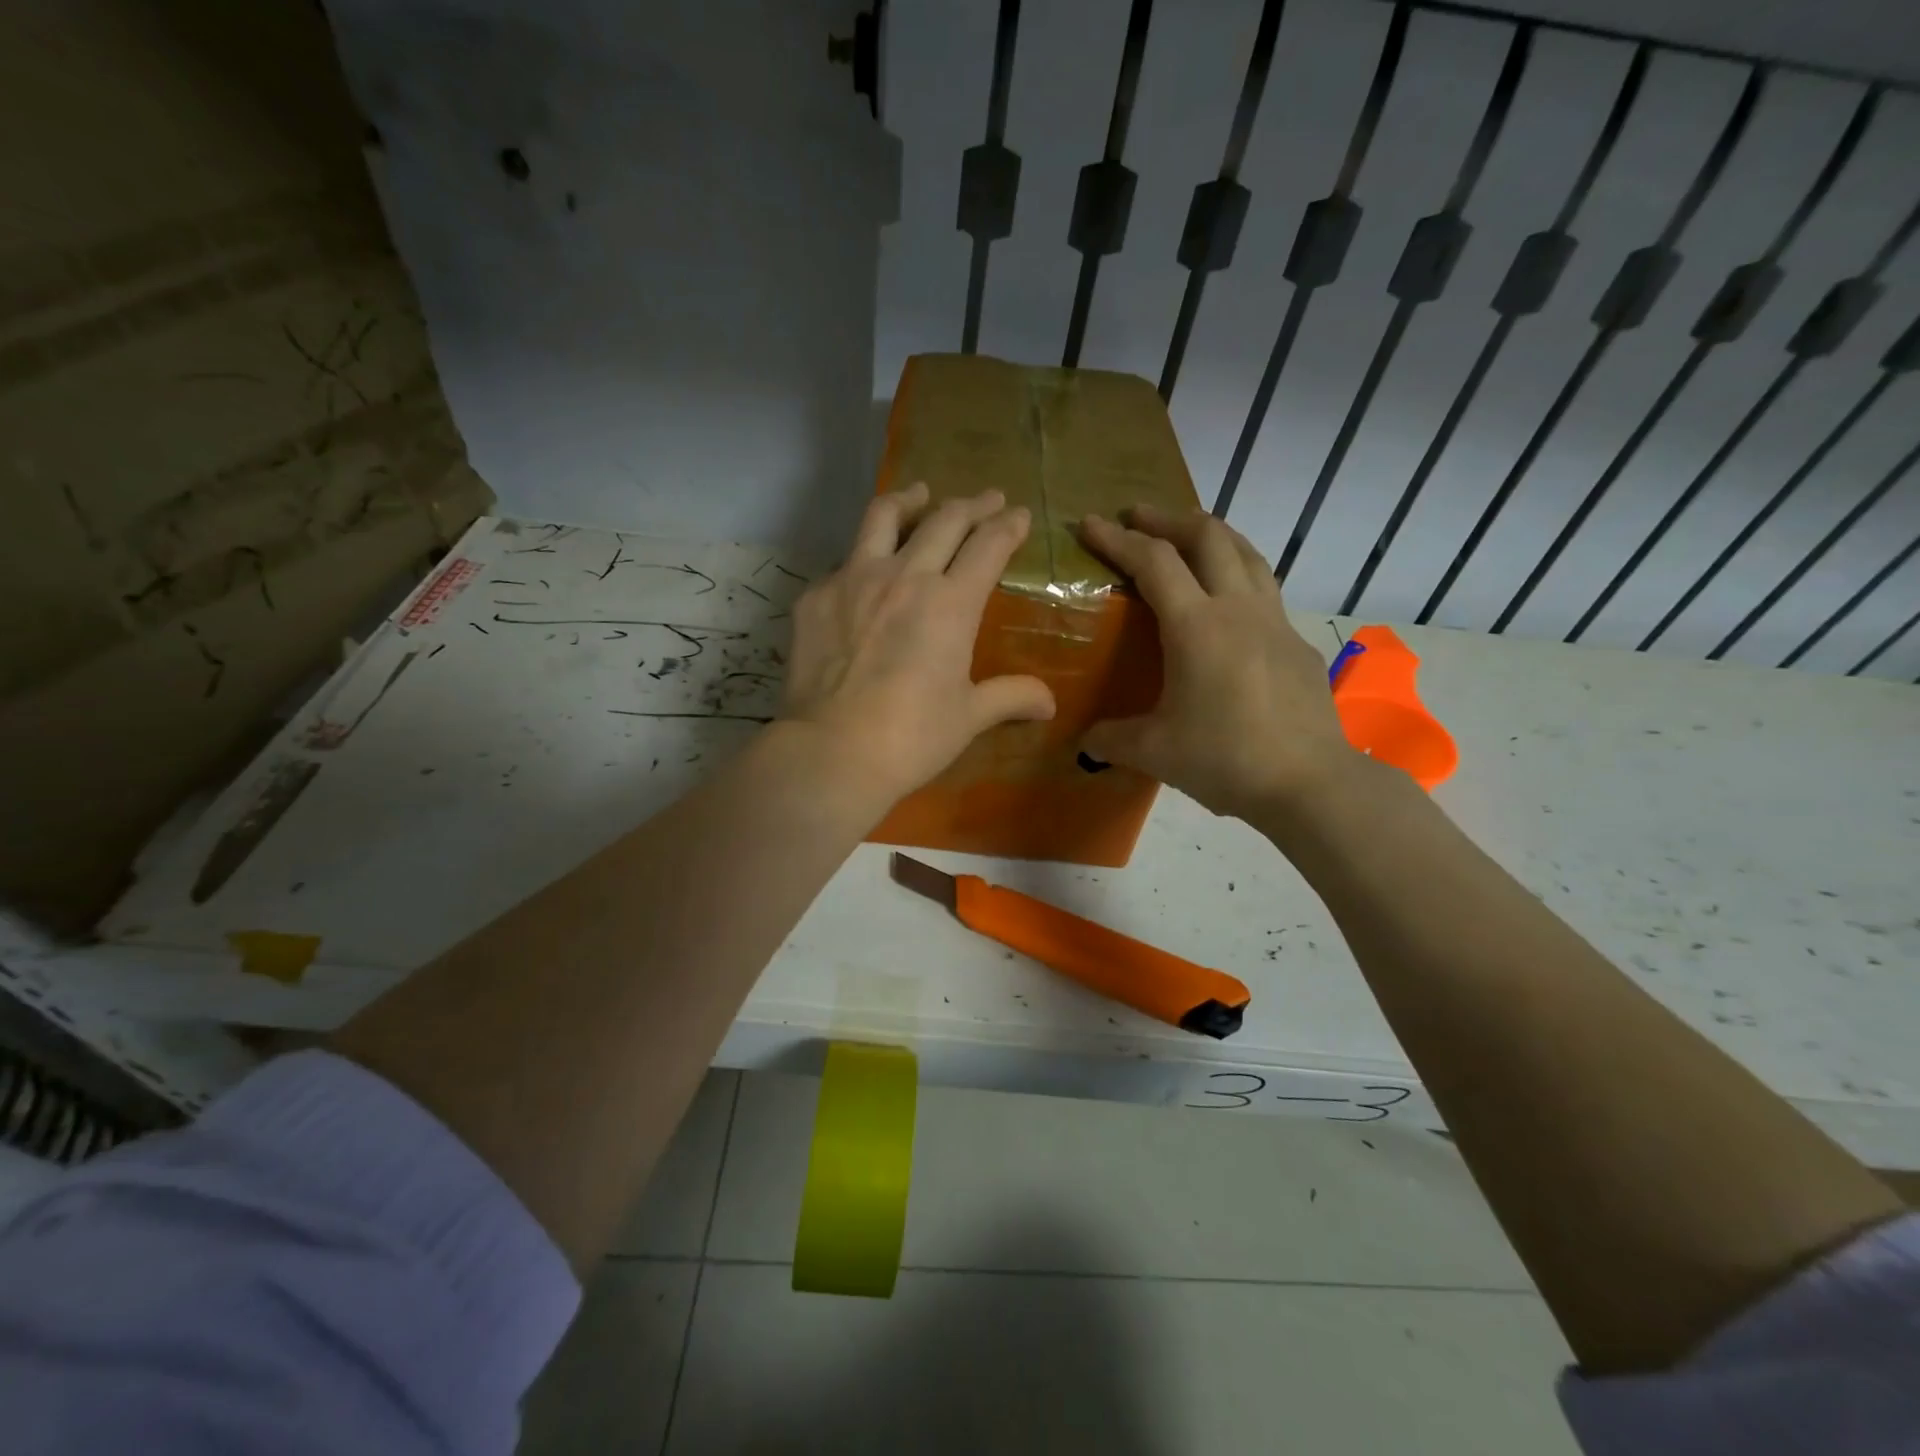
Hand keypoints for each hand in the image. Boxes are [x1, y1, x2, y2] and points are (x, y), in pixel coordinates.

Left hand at [779, 483, 1055, 810]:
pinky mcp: (816, 597)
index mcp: (951, 603)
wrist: (833, 751)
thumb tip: (1050, 703)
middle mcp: (905, 576)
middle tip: (987, 499)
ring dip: (910, 500)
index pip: (988, 546)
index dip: (1008, 526)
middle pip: (945, 521)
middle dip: (973, 505)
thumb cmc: (912, 736)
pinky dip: (863, 556)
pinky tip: (864, 570)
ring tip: (919, 493)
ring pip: (884, 517)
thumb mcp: (969, 717)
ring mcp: (853, 580)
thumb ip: (1011, 697)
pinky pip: (844, 561)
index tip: (1018, 515)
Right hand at [1078, 506, 1355, 821]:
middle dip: (1167, 518)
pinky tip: (1228, 605)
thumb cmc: (1226, 760)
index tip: (1089, 523)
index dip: (1118, 539)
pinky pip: (1265, 590)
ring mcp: (1275, 622)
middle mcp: (1238, 609)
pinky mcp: (1297, 644)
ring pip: (1246, 553)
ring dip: (1211, 534)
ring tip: (1187, 536)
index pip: (1153, 562)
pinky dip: (1238, 576)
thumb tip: (1086, 741)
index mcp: (1197, 627)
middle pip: (1208, 536)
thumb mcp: (1155, 753)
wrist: (1311, 784)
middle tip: (1137, 516)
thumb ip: (1113, 740)